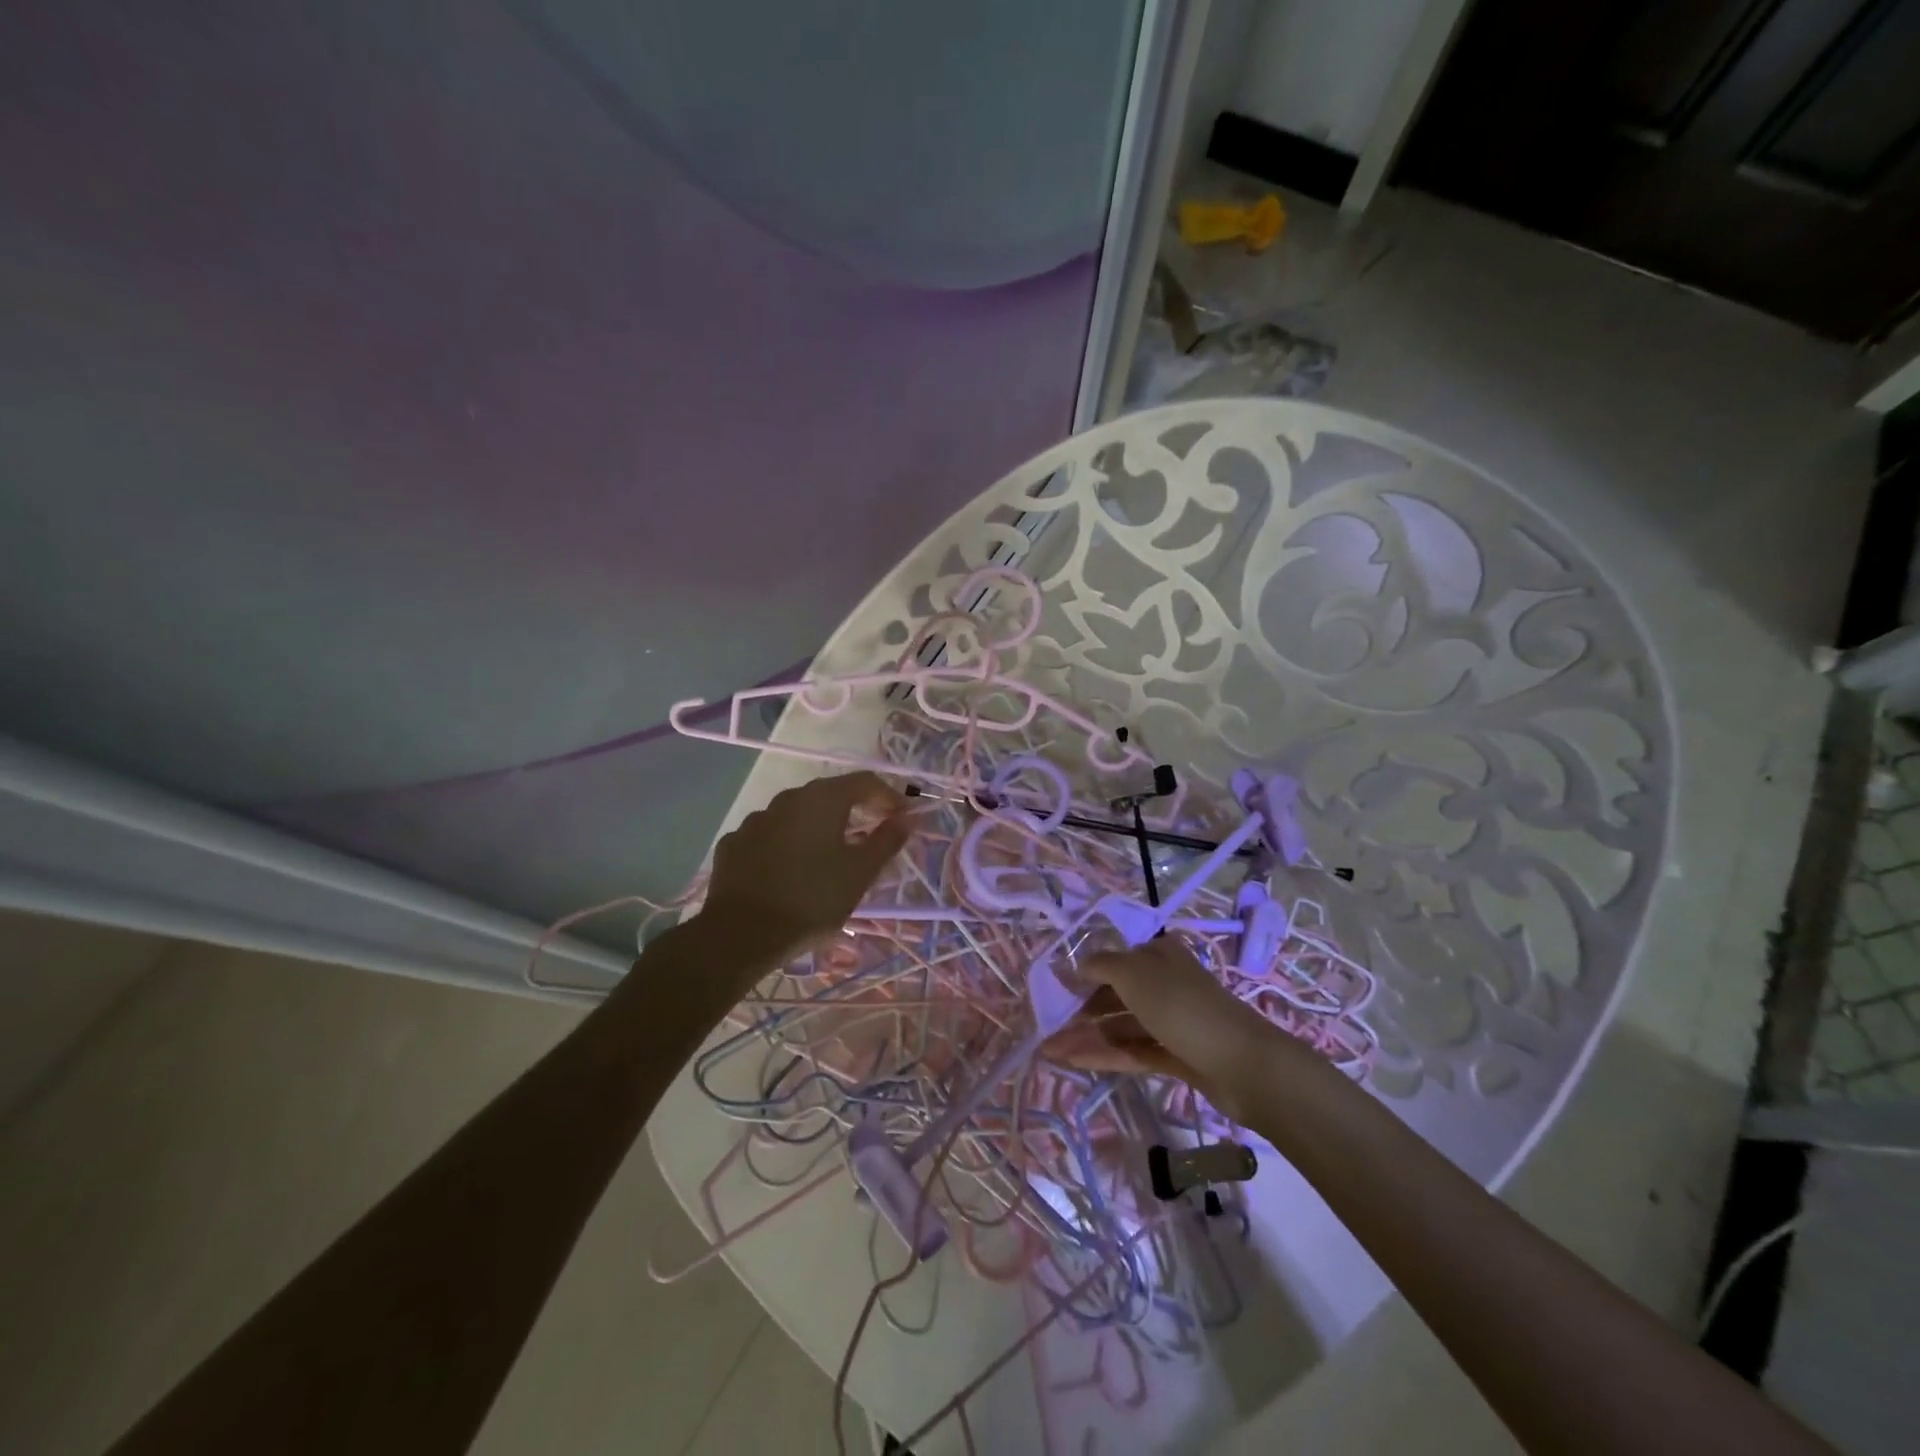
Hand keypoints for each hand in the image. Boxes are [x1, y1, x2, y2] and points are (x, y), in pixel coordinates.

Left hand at [696, 771, 910, 969]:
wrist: (740, 934)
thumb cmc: (812, 900)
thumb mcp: (860, 874)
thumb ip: (887, 841)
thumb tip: (908, 818)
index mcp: (822, 800)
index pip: (865, 782)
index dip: (888, 796)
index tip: (902, 818)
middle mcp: (787, 799)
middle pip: (829, 795)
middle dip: (854, 810)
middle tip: (871, 835)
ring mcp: (755, 820)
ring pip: (797, 815)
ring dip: (818, 828)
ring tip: (829, 856)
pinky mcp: (734, 844)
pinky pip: (770, 836)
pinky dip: (787, 845)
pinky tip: (790, 870)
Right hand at [1045, 936, 1282, 1119]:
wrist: (1243, 1064)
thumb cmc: (1182, 1006)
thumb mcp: (1133, 973)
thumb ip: (1100, 965)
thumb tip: (1074, 966)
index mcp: (1159, 955)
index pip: (1115, 960)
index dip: (1084, 974)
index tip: (1054, 991)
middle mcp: (1165, 984)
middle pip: (1116, 994)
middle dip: (1081, 1010)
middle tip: (1047, 1027)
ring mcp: (1172, 1022)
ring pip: (1122, 1026)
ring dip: (1087, 1036)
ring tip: (1051, 1050)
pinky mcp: (1177, 1056)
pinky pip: (1134, 1051)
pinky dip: (1105, 1054)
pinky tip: (1074, 1061)